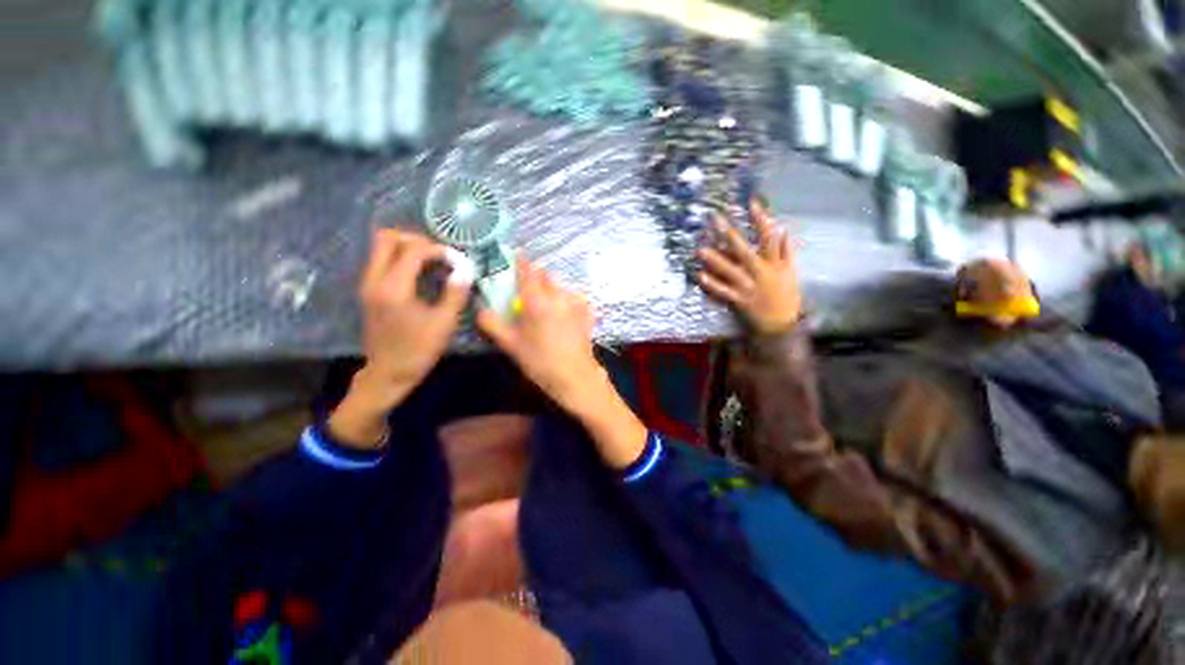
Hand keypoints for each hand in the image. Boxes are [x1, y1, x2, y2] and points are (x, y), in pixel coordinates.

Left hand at [329, 230, 471, 446]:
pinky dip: (402, 259)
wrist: (388, 374)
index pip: (413, 250)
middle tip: (440, 255)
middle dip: (416, 240)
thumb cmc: (418, 350)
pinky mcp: (369, 291)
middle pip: (387, 238)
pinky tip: (422, 275)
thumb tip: (466, 269)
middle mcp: (374, 279)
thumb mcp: (444, 323)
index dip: (439, 250)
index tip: (458, 261)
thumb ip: (455, 292)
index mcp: (393, 287)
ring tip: (434, 263)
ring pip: (382, 248)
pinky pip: (382, 261)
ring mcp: (368, 284)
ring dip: (408, 248)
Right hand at [476, 258, 600, 414]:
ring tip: (548, 306)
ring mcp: (576, 303)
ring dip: (552, 289)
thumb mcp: (511, 345)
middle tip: (529, 291)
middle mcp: (558, 296)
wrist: (575, 376)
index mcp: (537, 301)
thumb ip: (492, 324)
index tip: (517, 256)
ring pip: (561, 286)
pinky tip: (565, 314)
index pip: (528, 271)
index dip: (521, 261)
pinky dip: (567, 300)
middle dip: (536, 277)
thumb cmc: (540, 361)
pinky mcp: (587, 313)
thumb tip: (481, 310)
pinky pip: (575, 298)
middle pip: (546, 276)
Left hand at [698, 200, 801, 334]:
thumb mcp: (791, 272)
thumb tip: (783, 229)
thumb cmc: (785, 297)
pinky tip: (699, 276)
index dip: (761, 219)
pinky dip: (712, 285)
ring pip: (731, 271)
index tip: (752, 201)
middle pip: (744, 251)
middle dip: (730, 235)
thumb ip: (786, 251)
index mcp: (774, 264)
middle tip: (716, 220)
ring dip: (716, 260)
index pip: (769, 237)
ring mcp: (748, 288)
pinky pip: (723, 292)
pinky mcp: (739, 301)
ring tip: (700, 249)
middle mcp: (761, 273)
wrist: (781, 325)